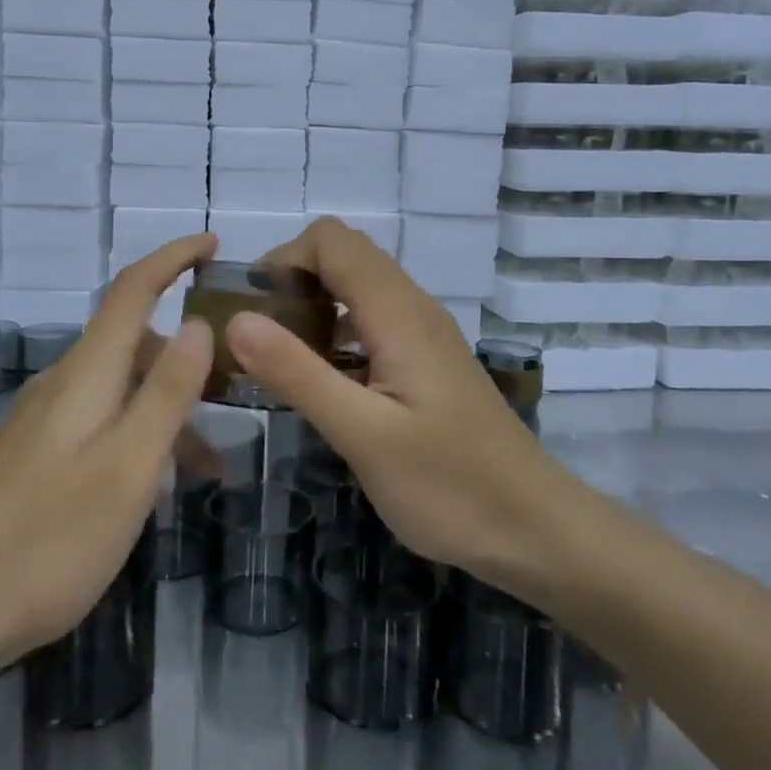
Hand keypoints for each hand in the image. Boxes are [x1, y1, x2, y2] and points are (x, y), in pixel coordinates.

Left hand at [0, 235, 216, 665]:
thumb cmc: (48, 541)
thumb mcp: (129, 468)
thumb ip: (167, 392)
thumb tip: (199, 323)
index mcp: (86, 375)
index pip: (133, 290)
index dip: (172, 258)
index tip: (213, 242)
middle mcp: (61, 385)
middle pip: (131, 341)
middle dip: (185, 355)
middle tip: (235, 391)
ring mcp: (41, 422)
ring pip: (119, 390)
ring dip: (166, 410)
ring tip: (208, 469)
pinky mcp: (32, 458)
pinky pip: (99, 424)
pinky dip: (137, 438)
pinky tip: (150, 490)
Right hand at [223, 217, 568, 588]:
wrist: (534, 528)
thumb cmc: (449, 485)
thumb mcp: (362, 435)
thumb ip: (298, 373)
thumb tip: (236, 319)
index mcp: (398, 313)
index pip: (332, 241)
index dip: (284, 258)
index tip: (253, 309)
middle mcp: (414, 308)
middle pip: (346, 254)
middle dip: (294, 278)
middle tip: (261, 336)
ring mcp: (425, 333)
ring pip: (360, 285)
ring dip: (315, 302)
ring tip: (282, 356)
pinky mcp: (428, 360)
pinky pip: (374, 318)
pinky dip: (338, 328)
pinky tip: (326, 379)